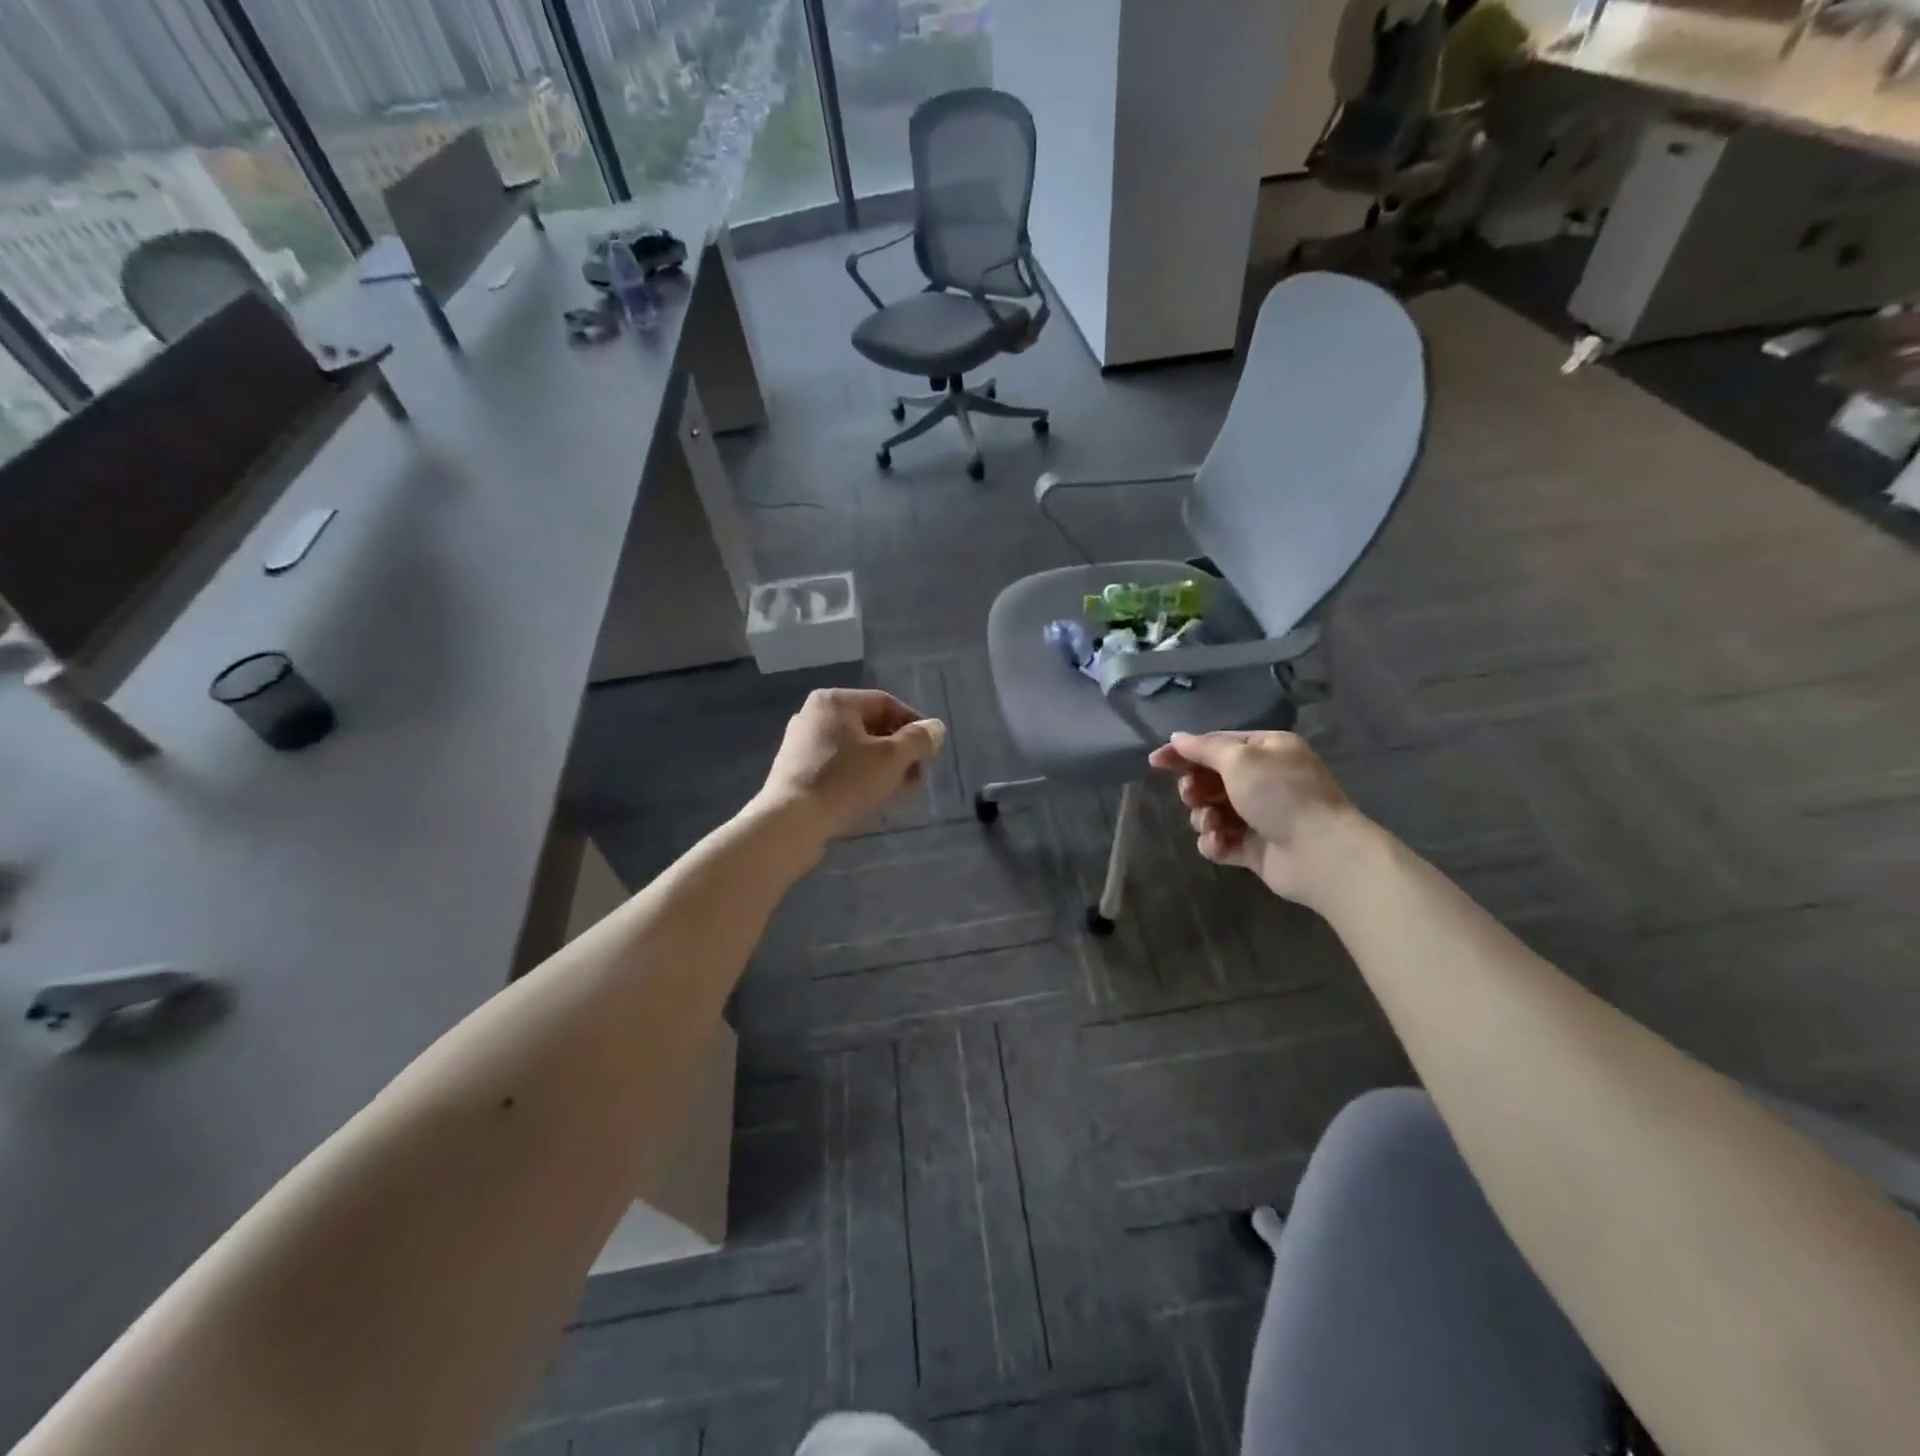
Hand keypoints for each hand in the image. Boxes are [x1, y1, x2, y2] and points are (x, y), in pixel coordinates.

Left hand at [755, 689, 946, 844]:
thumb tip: (936, 728)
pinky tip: (870, 800)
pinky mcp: (795, 771)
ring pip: (855, 750)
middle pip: (870, 727)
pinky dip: (858, 777)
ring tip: (897, 792)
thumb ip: (918, 740)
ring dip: (882, 767)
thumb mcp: (892, 758)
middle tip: (917, 778)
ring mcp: (801, 743)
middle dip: (899, 752)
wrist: (790, 822)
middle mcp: (814, 715)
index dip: (915, 726)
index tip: (930, 753)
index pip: (887, 703)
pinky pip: (837, 767)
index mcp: (835, 701)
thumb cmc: (845, 781)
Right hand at [1147, 731, 1372, 908]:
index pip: (1216, 744)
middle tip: (1193, 796)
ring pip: (1211, 811)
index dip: (1183, 752)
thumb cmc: (1281, 795)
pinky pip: (1221, 840)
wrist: (1320, 853)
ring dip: (1204, 817)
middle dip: (1195, 788)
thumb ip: (1204, 748)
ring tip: (1213, 823)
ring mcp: (1259, 815)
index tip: (1154, 762)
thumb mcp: (1239, 760)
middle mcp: (1264, 779)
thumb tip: (1176, 737)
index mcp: (1266, 750)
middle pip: (1210, 779)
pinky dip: (1216, 842)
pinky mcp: (1254, 848)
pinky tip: (1222, 844)